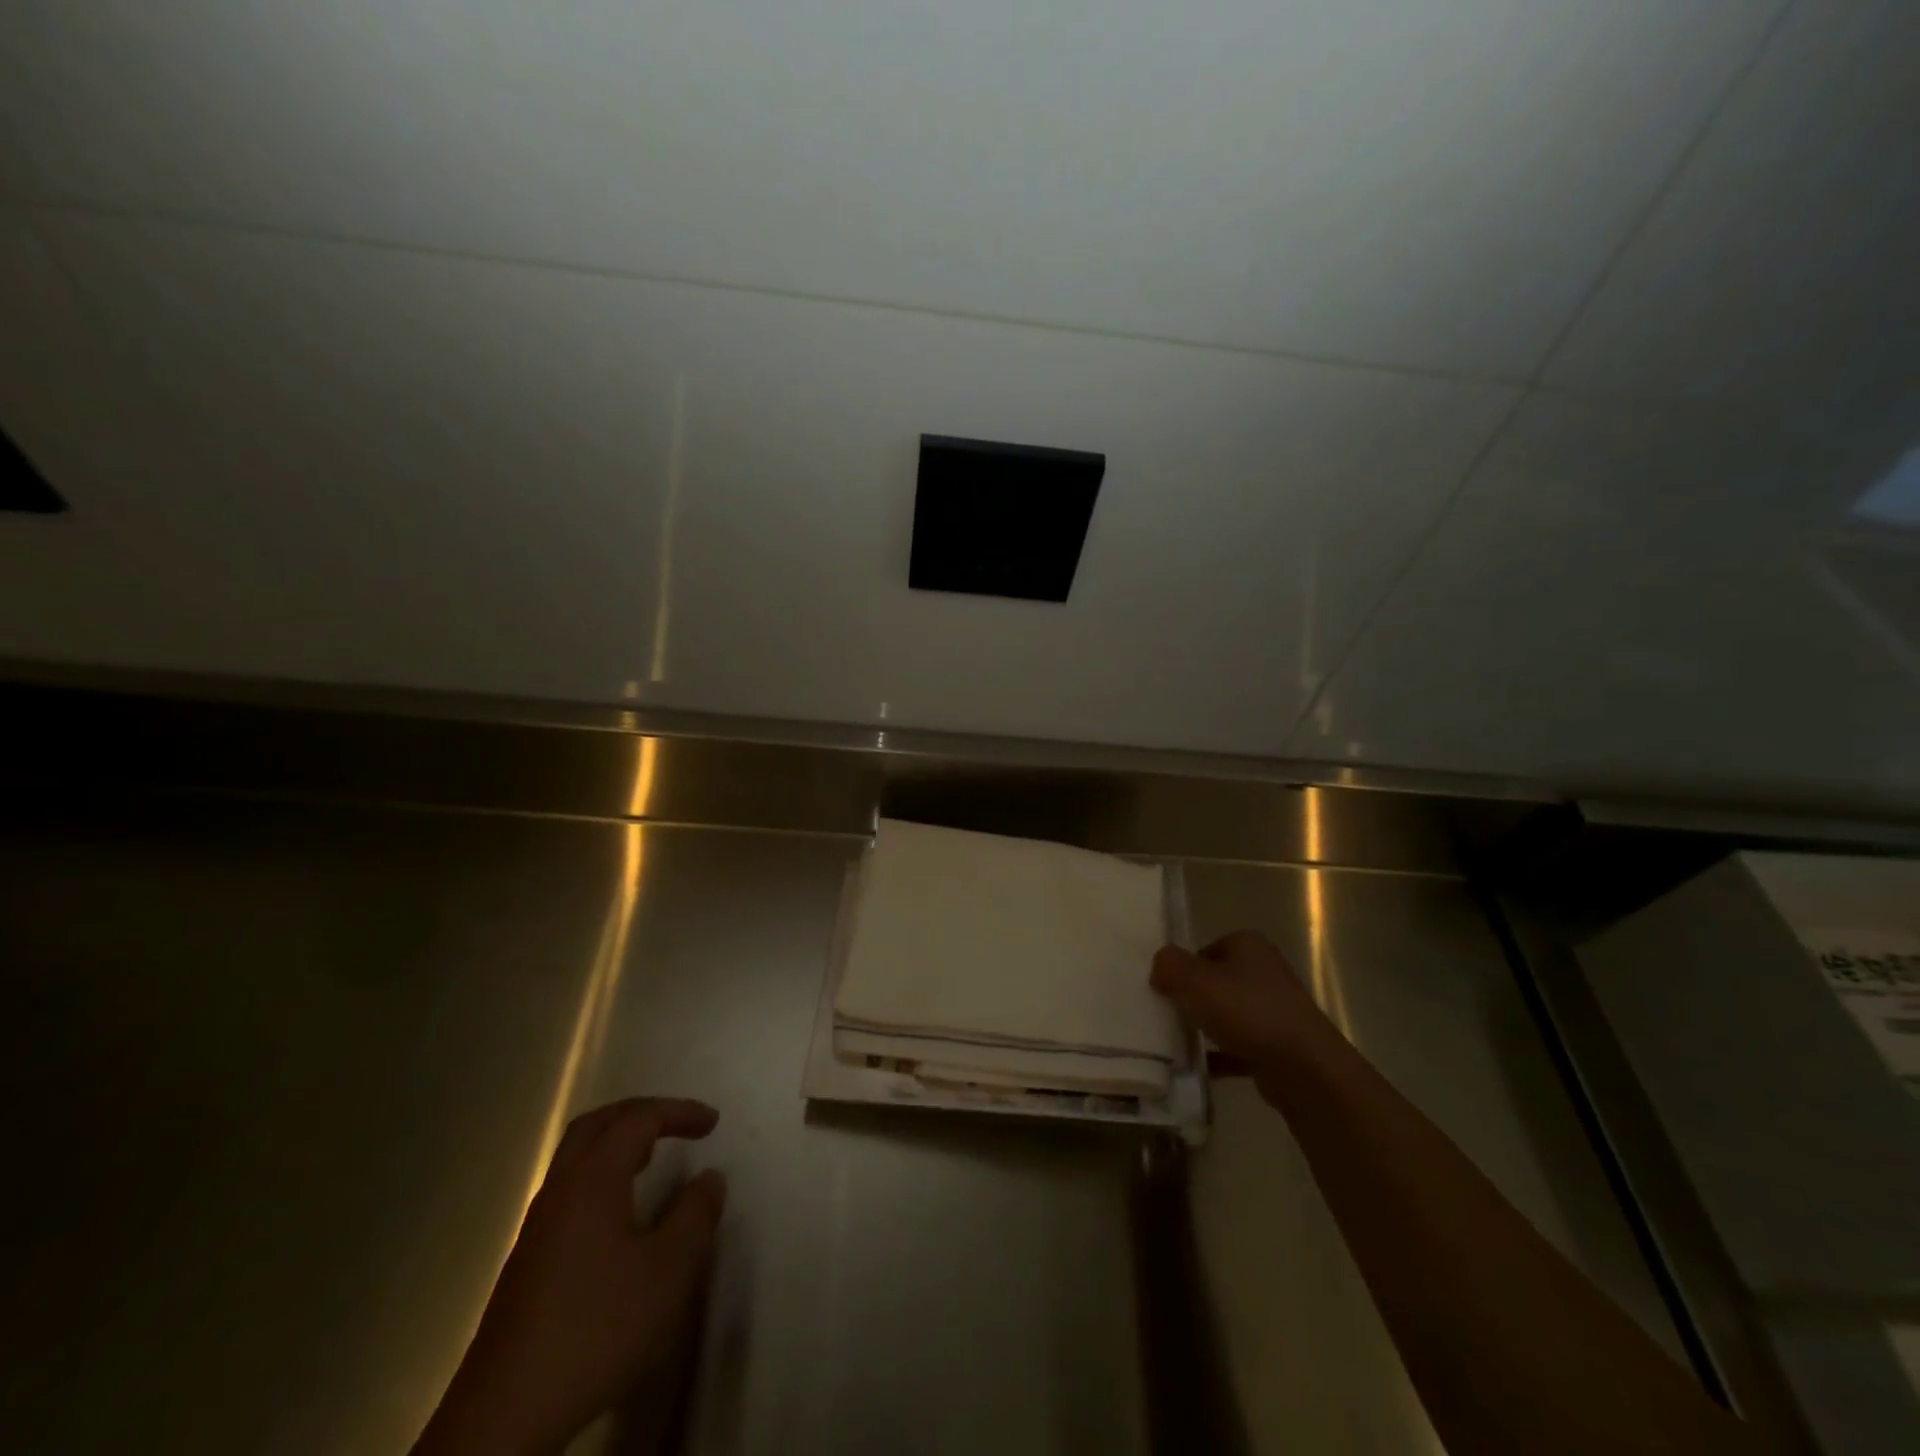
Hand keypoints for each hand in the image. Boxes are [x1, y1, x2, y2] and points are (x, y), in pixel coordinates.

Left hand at [413, 1097, 726, 1455]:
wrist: (506, 1417)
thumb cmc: (598, 1327)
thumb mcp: (669, 1270)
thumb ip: (695, 1215)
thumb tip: (709, 1179)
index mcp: (593, 1179)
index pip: (638, 1120)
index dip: (678, 1112)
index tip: (713, 1123)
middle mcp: (560, 1191)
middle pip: (595, 1126)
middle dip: (639, 1114)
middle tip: (676, 1123)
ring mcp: (536, 1228)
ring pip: (576, 1160)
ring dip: (616, 1145)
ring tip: (651, 1159)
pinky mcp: (527, 1264)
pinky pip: (568, 1191)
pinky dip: (601, 1177)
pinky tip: (619, 1215)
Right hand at [1151, 931, 1334, 1093]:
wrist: (1304, 1067)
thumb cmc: (1247, 1011)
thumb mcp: (1195, 980)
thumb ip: (1169, 966)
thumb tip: (1160, 967)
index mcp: (1248, 946)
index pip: (1205, 949)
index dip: (1183, 968)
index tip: (1166, 990)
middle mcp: (1265, 971)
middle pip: (1217, 981)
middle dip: (1194, 998)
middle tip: (1170, 1014)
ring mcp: (1275, 1009)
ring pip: (1229, 1014)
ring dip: (1207, 1027)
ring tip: (1180, 1042)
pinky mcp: (1279, 1045)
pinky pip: (1240, 1046)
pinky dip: (1221, 1055)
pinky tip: (1200, 1067)